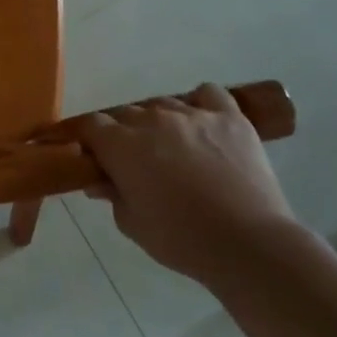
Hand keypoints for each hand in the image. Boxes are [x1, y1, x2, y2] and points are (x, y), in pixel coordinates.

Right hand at [79, 84, 295, 281]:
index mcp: (122, 145)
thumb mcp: (132, 224)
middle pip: (126, 113)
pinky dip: (201, 103)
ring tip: (172, 148)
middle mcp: (153, 119)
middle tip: (133, 162)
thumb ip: (112, 195)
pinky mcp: (229, 117)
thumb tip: (99, 181)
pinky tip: (202, 124)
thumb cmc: (181, 239)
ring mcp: (193, 114)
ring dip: (159, 122)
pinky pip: (209, 94)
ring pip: (163, 104)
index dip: (88, 139)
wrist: (248, 243)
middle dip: (123, 134)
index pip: (91, 125)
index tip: (92, 157)